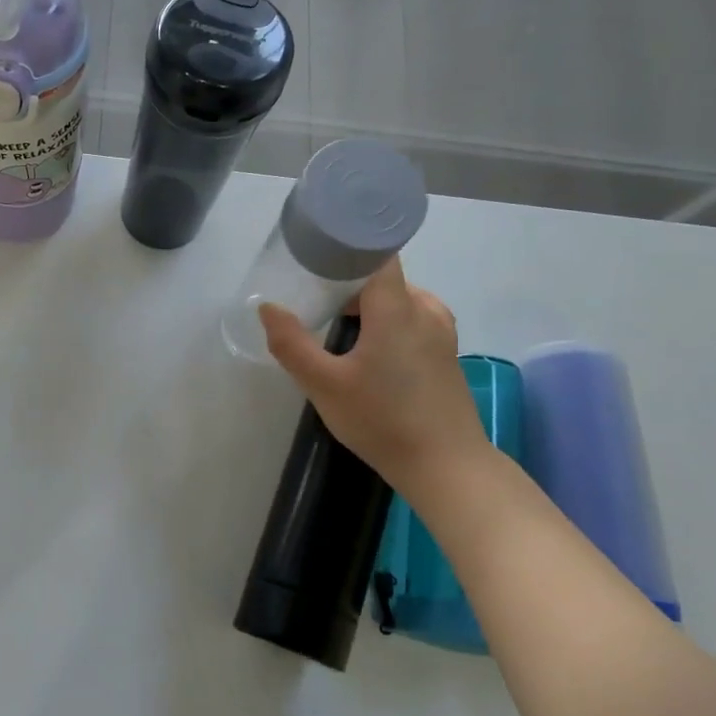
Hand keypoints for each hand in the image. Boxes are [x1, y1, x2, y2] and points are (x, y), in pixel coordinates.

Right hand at [258, 257, 490, 501]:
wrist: (446, 466)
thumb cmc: (382, 420)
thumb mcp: (324, 385)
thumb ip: (292, 344)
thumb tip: (268, 308)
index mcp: (397, 308)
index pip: (376, 254)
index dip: (346, 249)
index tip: (315, 257)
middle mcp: (425, 310)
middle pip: (385, 278)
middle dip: (349, 283)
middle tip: (314, 299)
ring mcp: (441, 333)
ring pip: (401, 300)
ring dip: (370, 305)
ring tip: (338, 327)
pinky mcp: (446, 355)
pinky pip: (413, 320)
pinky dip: (389, 322)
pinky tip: (369, 351)